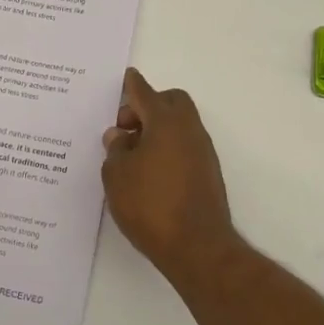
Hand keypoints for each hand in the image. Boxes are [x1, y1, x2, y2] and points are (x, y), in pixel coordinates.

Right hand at [101, 69, 238, 282]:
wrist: (197, 247)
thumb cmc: (151, 205)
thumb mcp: (117, 176)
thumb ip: (116, 150)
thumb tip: (120, 136)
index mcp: (165, 122)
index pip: (144, 93)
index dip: (132, 85)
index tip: (127, 77)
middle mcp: (188, 129)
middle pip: (170, 102)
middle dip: (147, 106)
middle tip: (125, 128)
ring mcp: (202, 151)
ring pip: (179, 124)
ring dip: (157, 129)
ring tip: (132, 154)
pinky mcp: (207, 173)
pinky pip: (184, 145)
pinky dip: (167, 147)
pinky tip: (149, 172)